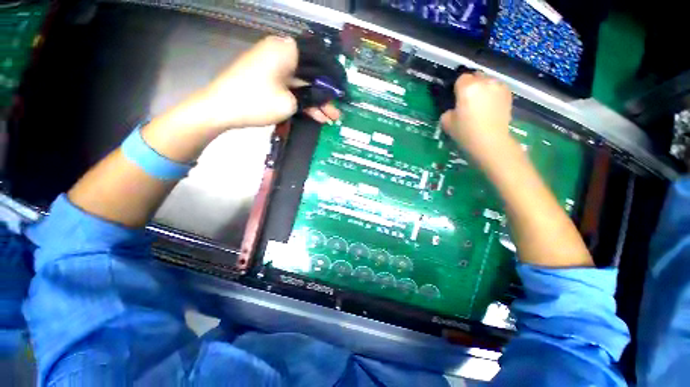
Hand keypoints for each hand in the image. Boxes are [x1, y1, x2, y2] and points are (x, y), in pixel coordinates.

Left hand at [192, 35, 340, 131]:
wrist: (221, 109)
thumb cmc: (257, 101)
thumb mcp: (290, 102)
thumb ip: (311, 98)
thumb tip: (325, 99)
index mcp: (286, 50)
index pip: (318, 60)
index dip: (332, 79)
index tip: (342, 93)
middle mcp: (281, 53)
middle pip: (310, 74)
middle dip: (324, 96)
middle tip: (337, 112)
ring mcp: (274, 67)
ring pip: (301, 84)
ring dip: (315, 102)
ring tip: (330, 119)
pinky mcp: (268, 79)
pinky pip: (290, 88)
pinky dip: (302, 101)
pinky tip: (316, 115)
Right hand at [440, 73, 512, 160]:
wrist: (490, 141)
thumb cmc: (465, 132)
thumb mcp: (446, 122)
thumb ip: (448, 110)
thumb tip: (454, 108)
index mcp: (467, 87)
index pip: (460, 78)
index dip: (457, 88)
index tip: (456, 99)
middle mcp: (484, 82)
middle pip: (476, 76)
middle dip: (471, 85)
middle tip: (468, 100)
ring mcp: (499, 87)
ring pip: (488, 81)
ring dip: (483, 88)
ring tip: (481, 104)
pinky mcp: (508, 94)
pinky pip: (497, 88)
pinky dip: (493, 93)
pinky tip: (491, 106)